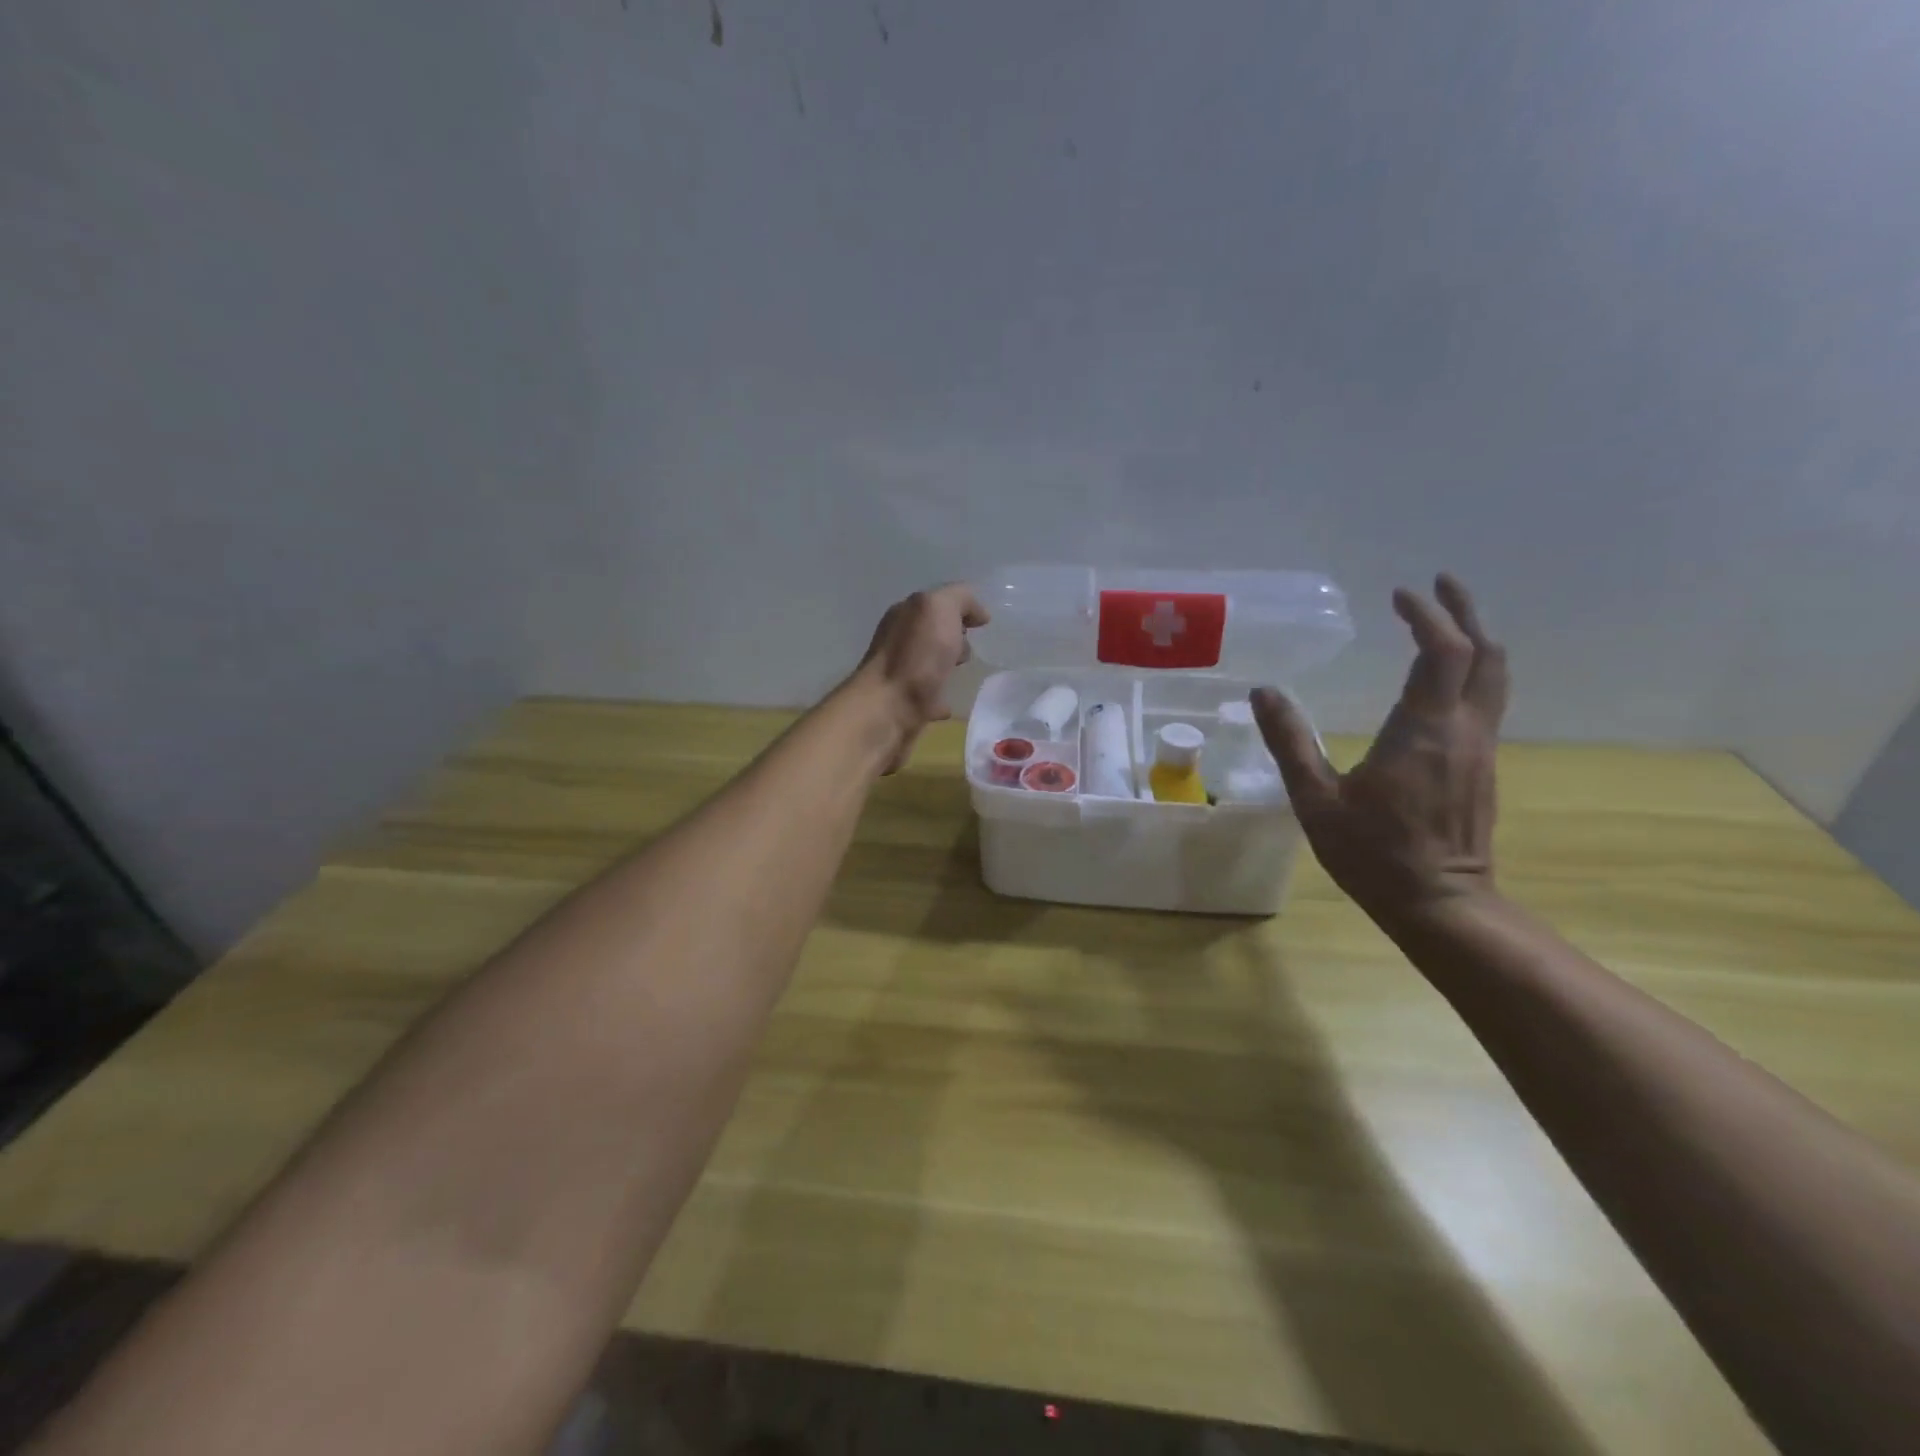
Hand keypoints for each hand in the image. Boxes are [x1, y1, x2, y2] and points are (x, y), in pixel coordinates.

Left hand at [854, 583, 988, 772]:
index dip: (960, 609)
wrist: (888, 709)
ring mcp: (900, 673)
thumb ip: (959, 599)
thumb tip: (978, 613)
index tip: (982, 623)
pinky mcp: (904, 704)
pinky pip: (928, 695)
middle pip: (933, 632)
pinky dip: (940, 697)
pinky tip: (950, 703)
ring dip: (947, 665)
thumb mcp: (939, 608)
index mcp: (905, 615)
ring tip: (963, 674)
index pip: (935, 602)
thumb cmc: (916, 656)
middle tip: (968, 648)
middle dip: (954, 636)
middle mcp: (899, 641)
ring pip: (930, 663)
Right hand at [1251, 574, 1507, 924]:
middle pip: (1485, 654)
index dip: (1427, 616)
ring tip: (1448, 619)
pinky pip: (1486, 701)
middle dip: (1465, 613)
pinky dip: (1472, 670)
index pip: (1442, 652)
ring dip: (1476, 639)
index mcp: (1423, 730)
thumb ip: (1290, 742)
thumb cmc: (1372, 852)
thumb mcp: (1315, 799)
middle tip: (1440, 584)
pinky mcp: (1481, 766)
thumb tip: (1264, 692)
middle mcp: (1461, 730)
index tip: (1401, 594)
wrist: (1439, 903)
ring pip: (1494, 677)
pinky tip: (1445, 677)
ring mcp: (1479, 748)